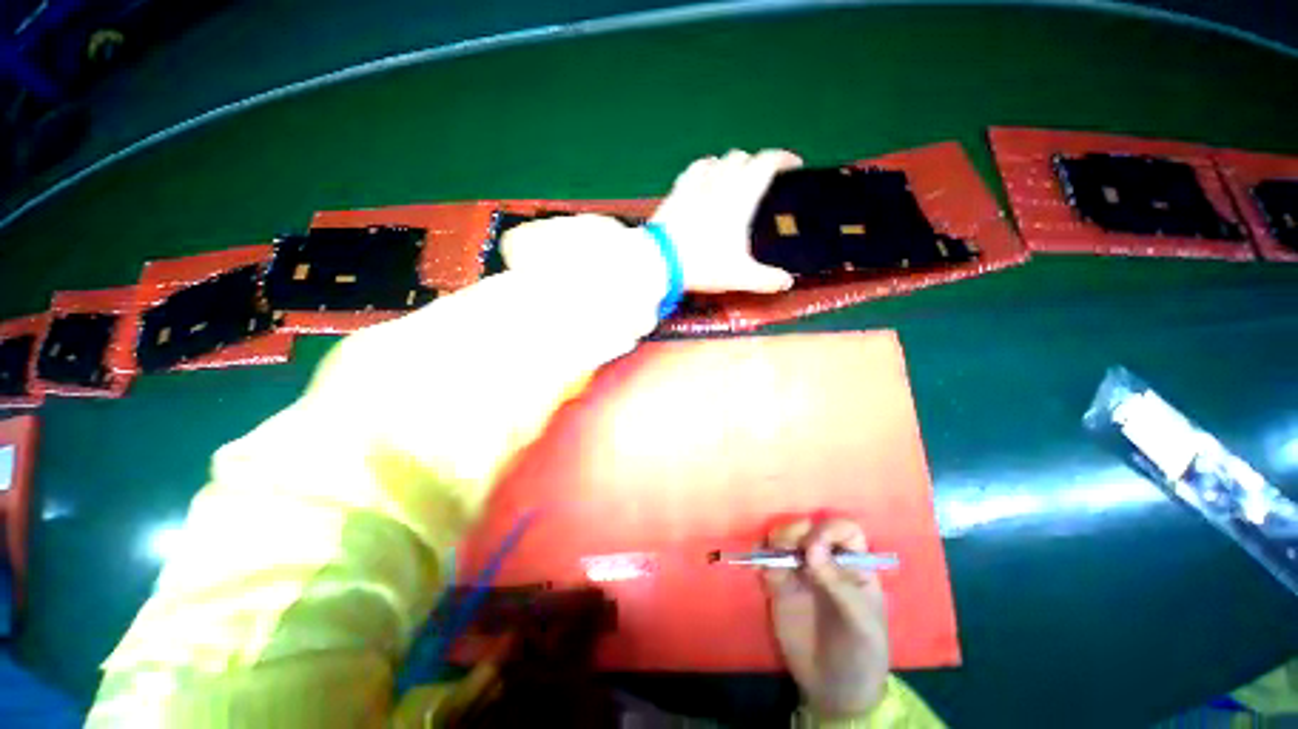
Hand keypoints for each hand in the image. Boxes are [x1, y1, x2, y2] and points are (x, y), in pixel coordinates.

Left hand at [651, 149, 800, 293]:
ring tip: (735, 179)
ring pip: (719, 160)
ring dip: (731, 164)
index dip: (783, 158)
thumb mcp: (740, 276)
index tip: (794, 165)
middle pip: (743, 157)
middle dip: (757, 163)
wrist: (660, 260)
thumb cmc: (703, 265)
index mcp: (741, 196)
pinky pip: (695, 169)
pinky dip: (706, 169)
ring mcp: (695, 184)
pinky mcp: (676, 191)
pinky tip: (705, 179)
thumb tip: (787, 282)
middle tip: (763, 181)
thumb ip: (766, 279)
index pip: (767, 162)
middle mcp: (720, 182)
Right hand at [765, 517, 889, 718]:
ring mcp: (800, 571)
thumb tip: (812, 547)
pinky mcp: (778, 585)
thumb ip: (838, 584)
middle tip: (792, 549)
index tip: (815, 545)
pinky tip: (759, 568)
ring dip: (777, 539)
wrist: (834, 690)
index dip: (830, 529)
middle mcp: (825, 561)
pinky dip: (760, 556)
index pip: (844, 530)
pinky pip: (766, 560)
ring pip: (784, 538)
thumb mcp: (861, 623)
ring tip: (774, 558)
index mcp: (853, 565)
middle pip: (808, 527)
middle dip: (797, 530)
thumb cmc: (861, 653)